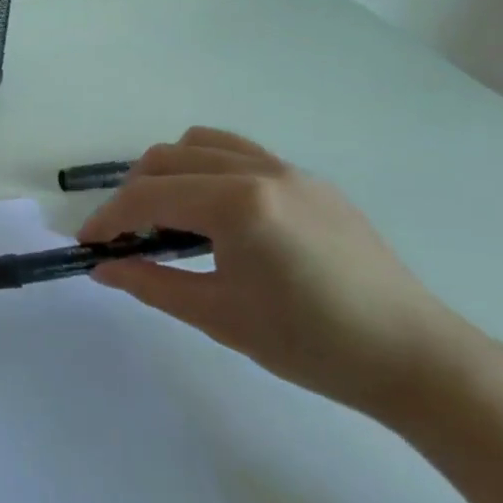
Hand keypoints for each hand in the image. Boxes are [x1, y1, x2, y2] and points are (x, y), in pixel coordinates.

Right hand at [77, 128, 482, 420]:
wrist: (415, 358)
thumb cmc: (311, 344)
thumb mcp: (218, 316)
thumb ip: (150, 283)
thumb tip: (102, 267)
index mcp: (237, 203)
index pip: (148, 196)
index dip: (108, 218)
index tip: (87, 244)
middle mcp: (259, 171)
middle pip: (167, 159)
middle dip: (133, 193)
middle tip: (125, 237)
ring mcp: (290, 171)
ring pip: (203, 145)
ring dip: (169, 172)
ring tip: (167, 217)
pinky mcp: (311, 182)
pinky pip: (240, 154)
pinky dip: (207, 170)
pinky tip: (215, 215)